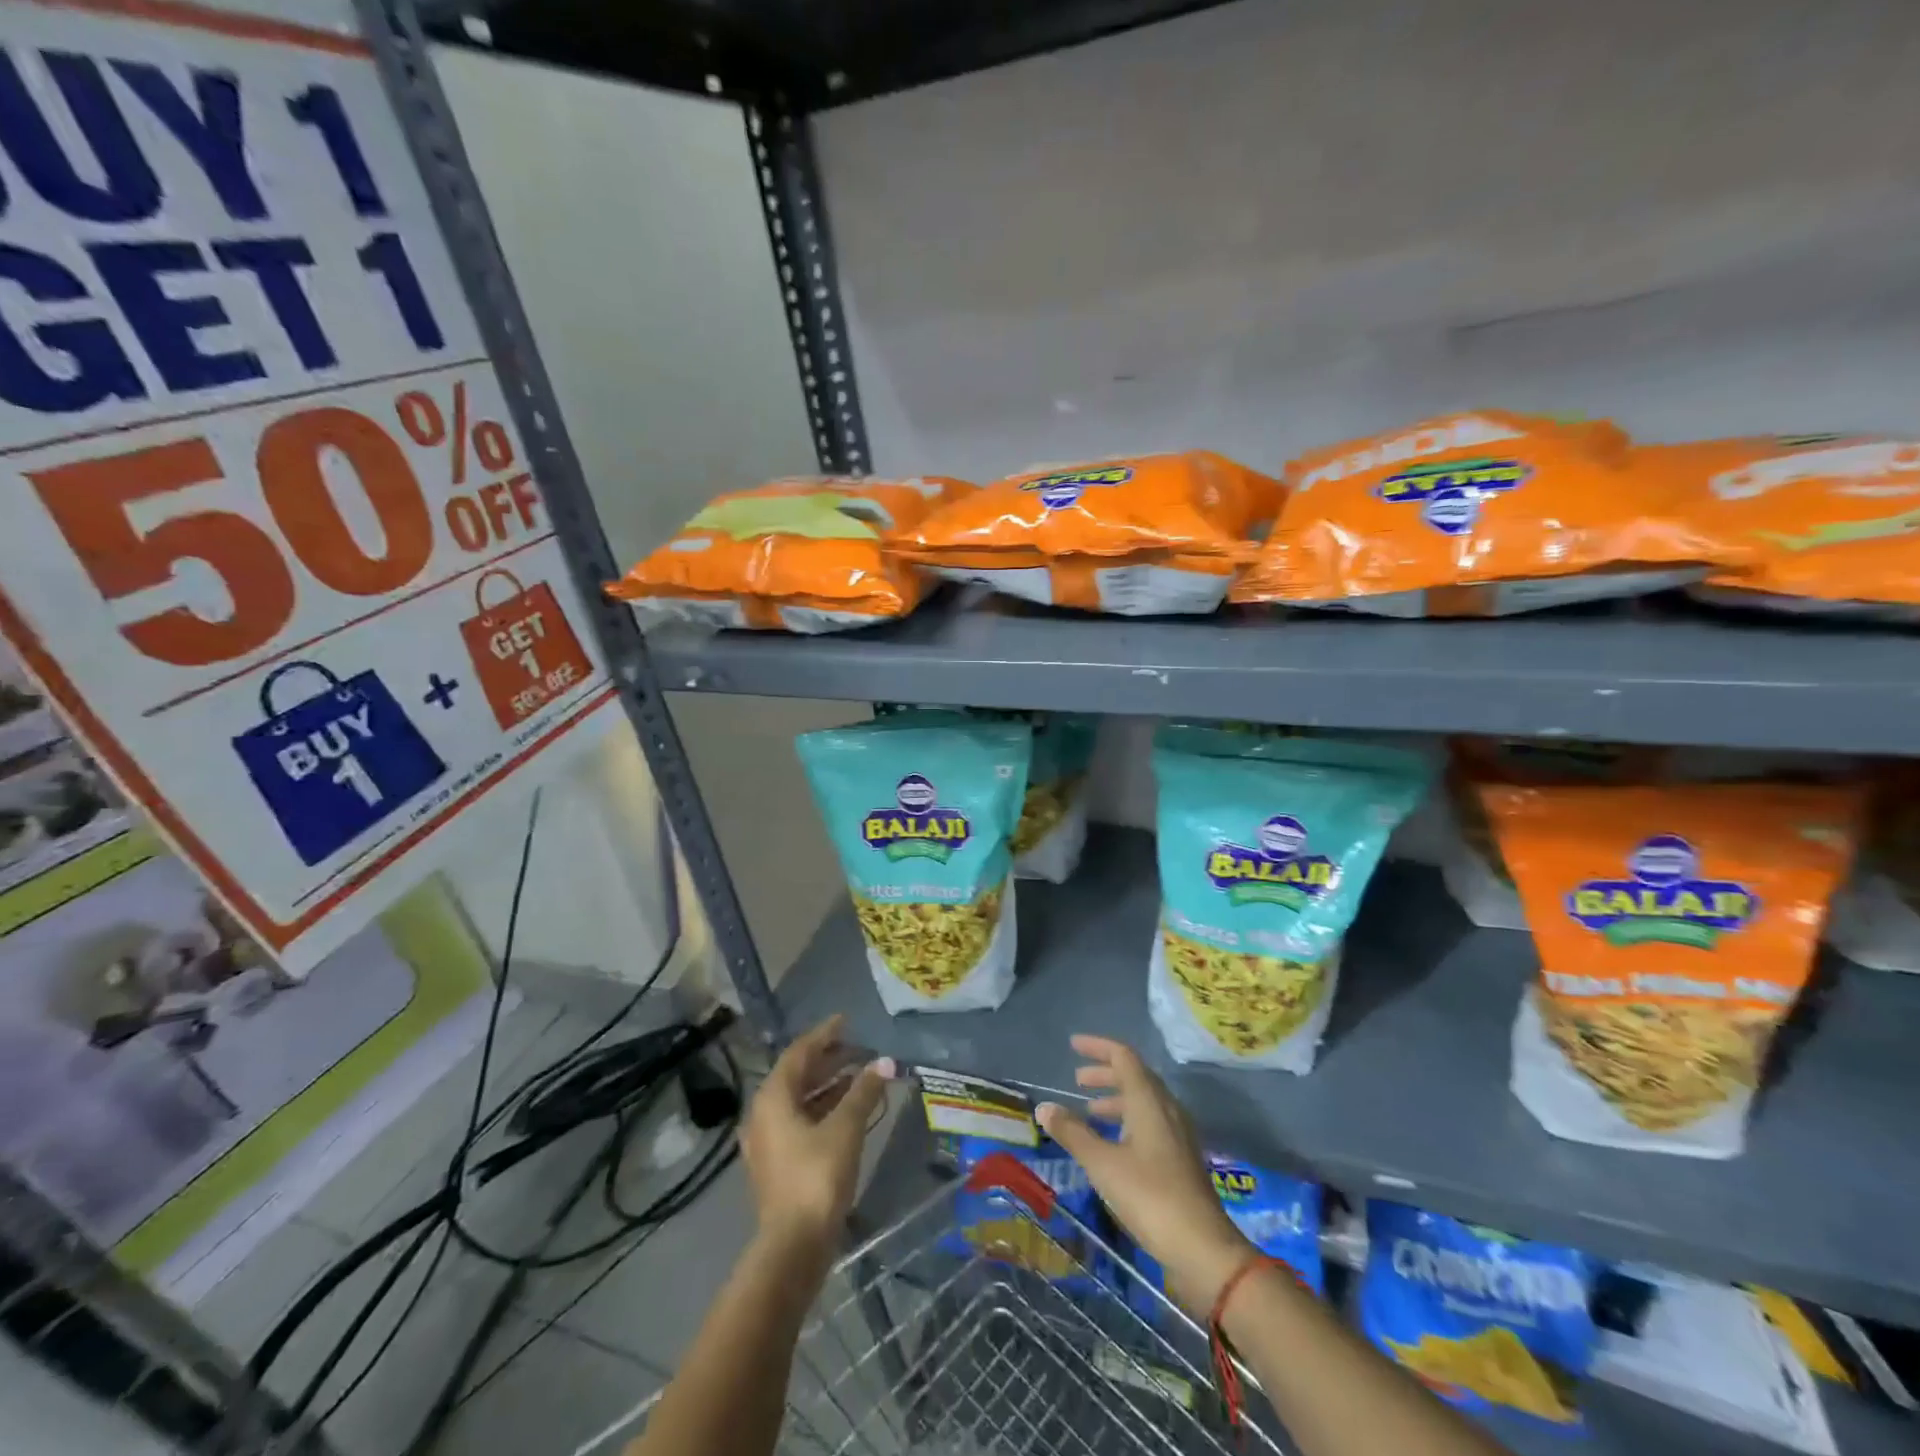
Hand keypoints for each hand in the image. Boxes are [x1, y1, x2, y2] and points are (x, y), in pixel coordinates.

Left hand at [743, 1016, 889, 1252]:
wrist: (793, 1245)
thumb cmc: (817, 1176)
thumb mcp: (845, 1127)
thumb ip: (864, 1091)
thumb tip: (885, 1062)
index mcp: (773, 1097)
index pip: (799, 1052)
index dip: (824, 1034)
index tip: (846, 1021)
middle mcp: (763, 1113)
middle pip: (797, 1074)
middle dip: (828, 1059)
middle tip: (858, 1049)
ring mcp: (768, 1140)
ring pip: (799, 1099)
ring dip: (828, 1085)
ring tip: (860, 1075)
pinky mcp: (777, 1163)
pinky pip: (800, 1120)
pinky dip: (823, 1108)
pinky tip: (849, 1110)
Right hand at [1037, 1035, 1254, 1312]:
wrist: (1203, 1249)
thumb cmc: (1150, 1197)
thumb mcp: (1102, 1164)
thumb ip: (1073, 1133)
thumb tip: (1044, 1107)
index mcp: (1149, 1101)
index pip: (1124, 1057)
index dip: (1098, 1047)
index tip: (1073, 1045)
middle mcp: (1167, 1109)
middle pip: (1136, 1077)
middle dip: (1106, 1074)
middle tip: (1078, 1080)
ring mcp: (1178, 1135)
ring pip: (1145, 1102)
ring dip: (1116, 1099)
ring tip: (1090, 1113)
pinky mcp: (1182, 1159)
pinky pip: (1152, 1123)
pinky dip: (1128, 1121)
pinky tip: (1114, 1144)